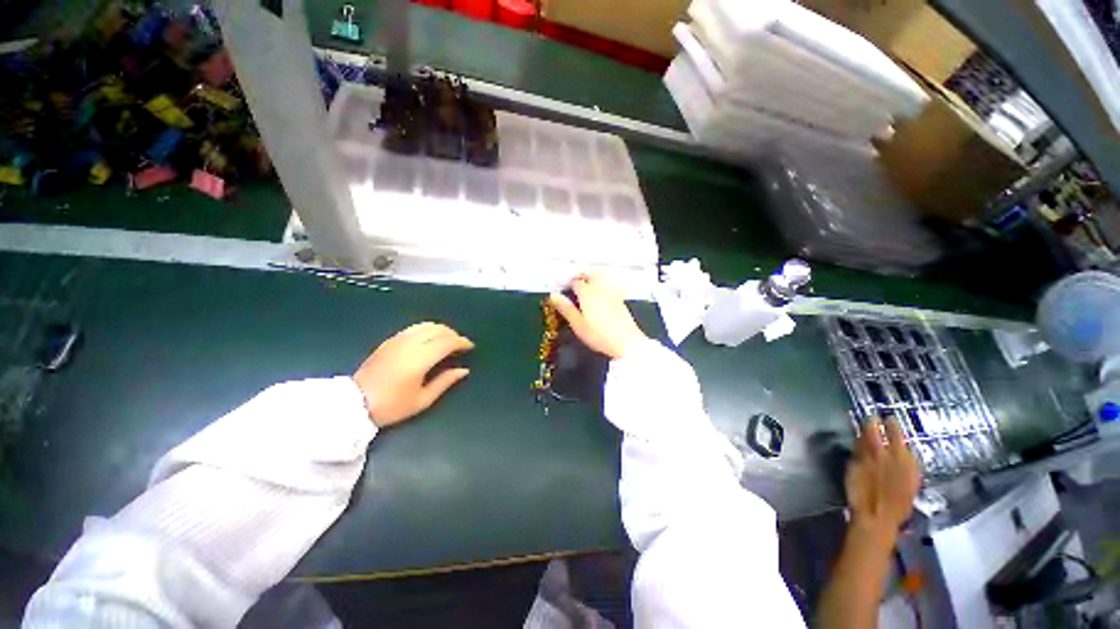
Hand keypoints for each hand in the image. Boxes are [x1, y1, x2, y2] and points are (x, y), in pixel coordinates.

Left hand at [353, 323, 473, 426]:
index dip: (461, 342)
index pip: (447, 342)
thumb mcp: (422, 400)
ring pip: (426, 325)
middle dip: (453, 334)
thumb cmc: (391, 406)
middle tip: (460, 345)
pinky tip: (429, 339)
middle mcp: (410, 344)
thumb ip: (445, 382)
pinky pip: (414, 328)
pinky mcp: (389, 341)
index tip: (470, 347)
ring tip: (447, 340)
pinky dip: (427, 329)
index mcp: (419, 359)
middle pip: (438, 330)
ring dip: (441, 329)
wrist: (354, 404)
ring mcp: (398, 340)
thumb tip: (464, 370)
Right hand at [549, 273, 647, 359]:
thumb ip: (566, 308)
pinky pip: (609, 285)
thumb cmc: (598, 335)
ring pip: (601, 277)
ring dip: (592, 277)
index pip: (575, 282)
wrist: (626, 342)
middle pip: (590, 274)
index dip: (568, 283)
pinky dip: (602, 285)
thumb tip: (553, 296)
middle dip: (581, 275)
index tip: (563, 287)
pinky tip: (600, 294)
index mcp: (587, 293)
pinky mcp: (621, 299)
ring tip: (586, 285)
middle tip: (574, 282)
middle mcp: (600, 288)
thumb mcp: (577, 324)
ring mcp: (612, 293)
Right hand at [845, 417, 920, 538]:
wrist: (878, 520)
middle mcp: (895, 459)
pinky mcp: (914, 482)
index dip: (872, 423)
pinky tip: (911, 455)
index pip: (874, 433)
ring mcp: (908, 471)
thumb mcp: (853, 469)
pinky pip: (914, 464)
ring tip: (900, 435)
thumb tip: (864, 435)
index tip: (872, 415)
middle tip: (890, 418)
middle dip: (893, 429)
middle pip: (896, 440)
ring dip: (903, 441)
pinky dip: (912, 457)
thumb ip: (860, 451)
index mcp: (876, 454)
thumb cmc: (860, 494)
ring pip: (907, 451)